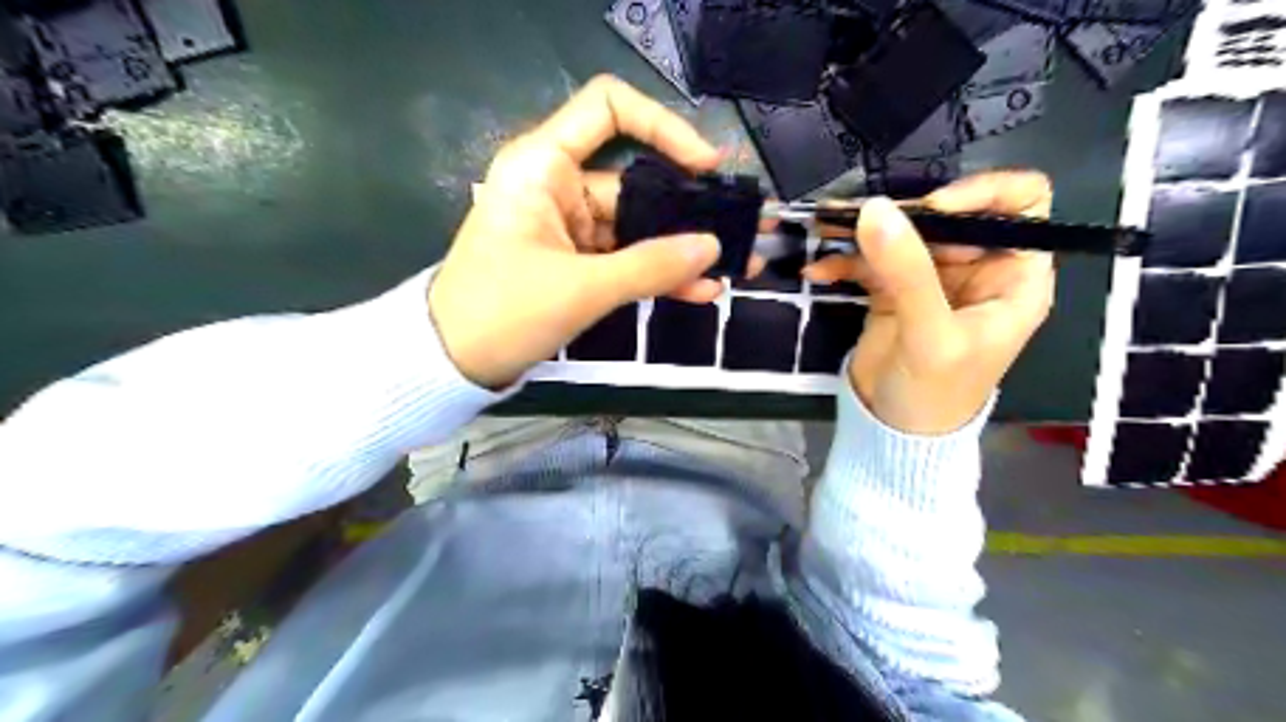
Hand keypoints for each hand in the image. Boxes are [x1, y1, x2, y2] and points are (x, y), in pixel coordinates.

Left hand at [427, 73, 725, 388]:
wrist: (453, 363)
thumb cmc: (503, 312)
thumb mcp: (582, 289)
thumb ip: (651, 266)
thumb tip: (712, 247)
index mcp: (544, 166)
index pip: (608, 109)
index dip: (663, 126)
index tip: (705, 165)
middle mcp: (558, 185)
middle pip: (636, 179)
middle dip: (691, 207)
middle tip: (745, 224)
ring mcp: (569, 226)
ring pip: (637, 227)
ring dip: (682, 249)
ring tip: (736, 265)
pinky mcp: (575, 261)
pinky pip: (625, 258)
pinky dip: (658, 273)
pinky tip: (700, 289)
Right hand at [802, 171, 1054, 435]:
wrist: (894, 433)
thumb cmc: (936, 393)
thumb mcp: (930, 334)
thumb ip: (907, 272)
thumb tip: (874, 209)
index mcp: (1013, 275)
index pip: (1022, 204)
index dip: (984, 193)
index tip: (933, 208)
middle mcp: (976, 268)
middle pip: (949, 215)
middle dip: (904, 213)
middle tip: (860, 218)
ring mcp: (930, 278)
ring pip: (904, 234)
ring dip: (862, 231)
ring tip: (824, 227)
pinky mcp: (892, 290)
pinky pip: (870, 261)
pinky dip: (844, 262)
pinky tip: (818, 271)